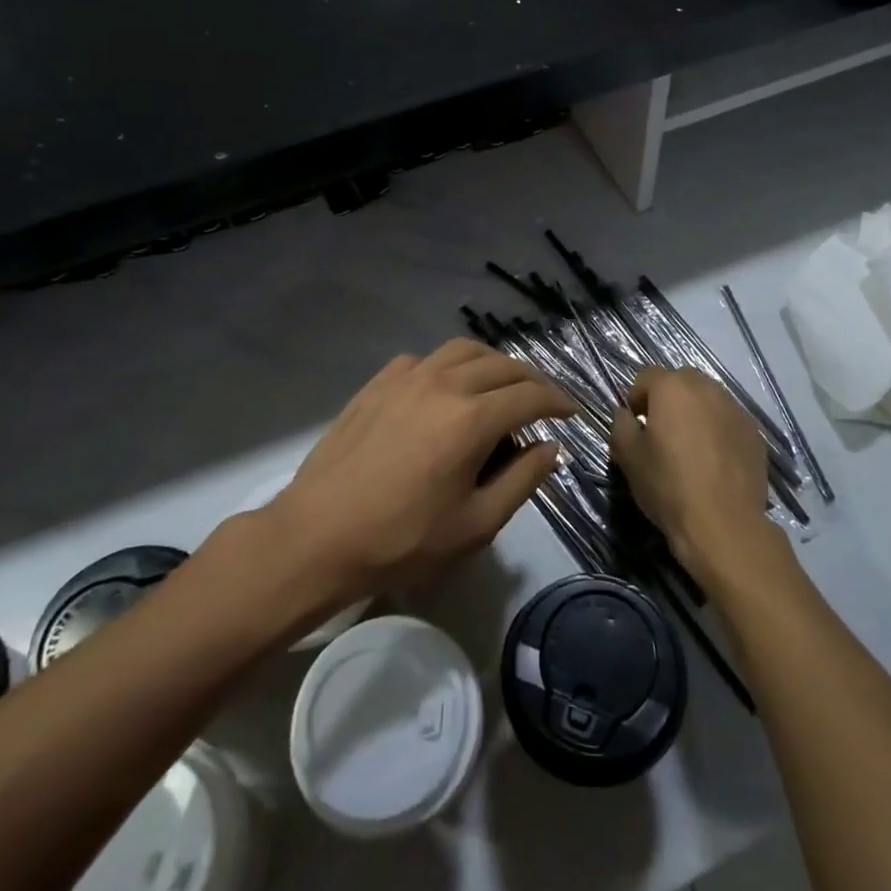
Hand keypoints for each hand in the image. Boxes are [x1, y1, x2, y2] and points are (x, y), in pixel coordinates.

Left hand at [268, 339, 575, 600]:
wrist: (319, 535)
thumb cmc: (402, 539)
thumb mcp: (476, 524)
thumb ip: (522, 480)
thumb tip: (550, 447)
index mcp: (472, 419)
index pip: (530, 396)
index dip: (558, 402)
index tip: (571, 414)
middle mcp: (444, 384)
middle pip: (502, 365)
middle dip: (532, 380)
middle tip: (543, 402)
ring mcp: (406, 378)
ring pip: (464, 350)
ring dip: (493, 363)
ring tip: (501, 386)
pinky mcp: (378, 383)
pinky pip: (426, 358)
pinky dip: (450, 366)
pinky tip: (447, 390)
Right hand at [610, 366, 784, 585]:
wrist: (724, 524)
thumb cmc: (669, 486)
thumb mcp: (628, 457)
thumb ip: (621, 425)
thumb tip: (626, 414)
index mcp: (672, 388)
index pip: (647, 375)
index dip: (636, 397)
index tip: (635, 424)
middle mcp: (707, 388)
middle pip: (681, 381)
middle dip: (669, 399)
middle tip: (662, 432)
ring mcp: (736, 409)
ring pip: (709, 399)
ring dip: (696, 412)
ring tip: (690, 447)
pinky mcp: (755, 433)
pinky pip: (729, 420)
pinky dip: (718, 430)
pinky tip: (714, 461)